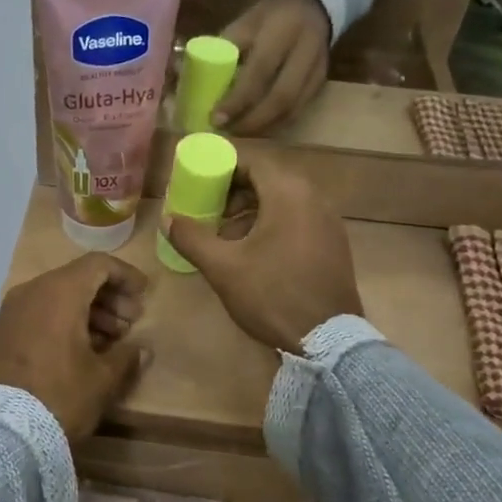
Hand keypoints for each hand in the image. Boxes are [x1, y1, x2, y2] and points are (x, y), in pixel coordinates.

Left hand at [0, 253, 150, 438]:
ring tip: (110, 341)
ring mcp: (11, 311)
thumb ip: (126, 357)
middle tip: (130, 324)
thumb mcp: (102, 379)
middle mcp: (32, 291)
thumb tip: (141, 349)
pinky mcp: (0, 332)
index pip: (98, 264)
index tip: (143, 295)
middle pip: (77, 279)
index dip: (125, 275)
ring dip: (87, 312)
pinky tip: (80, 350)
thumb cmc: (60, 396)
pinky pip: (39, 313)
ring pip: (57, 297)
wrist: (1, 430)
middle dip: (108, 298)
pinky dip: (63, 321)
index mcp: (60, 292)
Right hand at [161, 158, 361, 353]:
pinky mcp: (334, 244)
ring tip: (227, 238)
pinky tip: (254, 255)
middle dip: (235, 193)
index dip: (223, 169)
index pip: (253, 162)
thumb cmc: (271, 294)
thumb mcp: (223, 267)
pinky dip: (273, 226)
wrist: (327, 339)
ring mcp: (329, 222)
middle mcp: (315, 198)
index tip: (200, 186)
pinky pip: (299, 220)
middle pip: (268, 181)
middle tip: (210, 212)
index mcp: (289, 194)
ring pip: (284, 202)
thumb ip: (192, 237)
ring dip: (253, 212)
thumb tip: (168, 219)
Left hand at [215, 0, 331, 134]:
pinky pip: (300, 110)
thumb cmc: (269, 15)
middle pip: (281, 97)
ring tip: (239, 134)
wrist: (313, 2)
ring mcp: (318, 69)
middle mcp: (305, 51)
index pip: (259, 72)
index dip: (237, 100)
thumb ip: (222, 49)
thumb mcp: (244, 23)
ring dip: (264, 127)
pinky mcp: (322, 81)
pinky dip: (277, 124)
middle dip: (251, 121)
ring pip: (292, 109)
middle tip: (227, 132)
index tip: (216, 118)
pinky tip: (259, 129)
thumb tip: (187, 76)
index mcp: (281, 31)